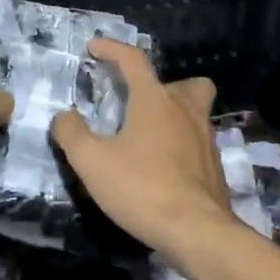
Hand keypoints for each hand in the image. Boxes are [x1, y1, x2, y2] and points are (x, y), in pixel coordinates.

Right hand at [50, 39, 238, 256]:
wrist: (197, 231)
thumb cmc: (142, 189)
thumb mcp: (92, 163)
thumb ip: (72, 134)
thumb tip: (64, 116)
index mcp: (155, 100)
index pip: (133, 60)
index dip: (112, 49)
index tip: (94, 47)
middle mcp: (186, 111)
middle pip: (185, 83)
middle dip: (162, 85)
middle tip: (139, 103)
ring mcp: (206, 139)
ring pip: (195, 112)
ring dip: (174, 115)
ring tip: (147, 137)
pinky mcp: (214, 166)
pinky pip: (198, 142)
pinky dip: (181, 144)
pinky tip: (163, 166)